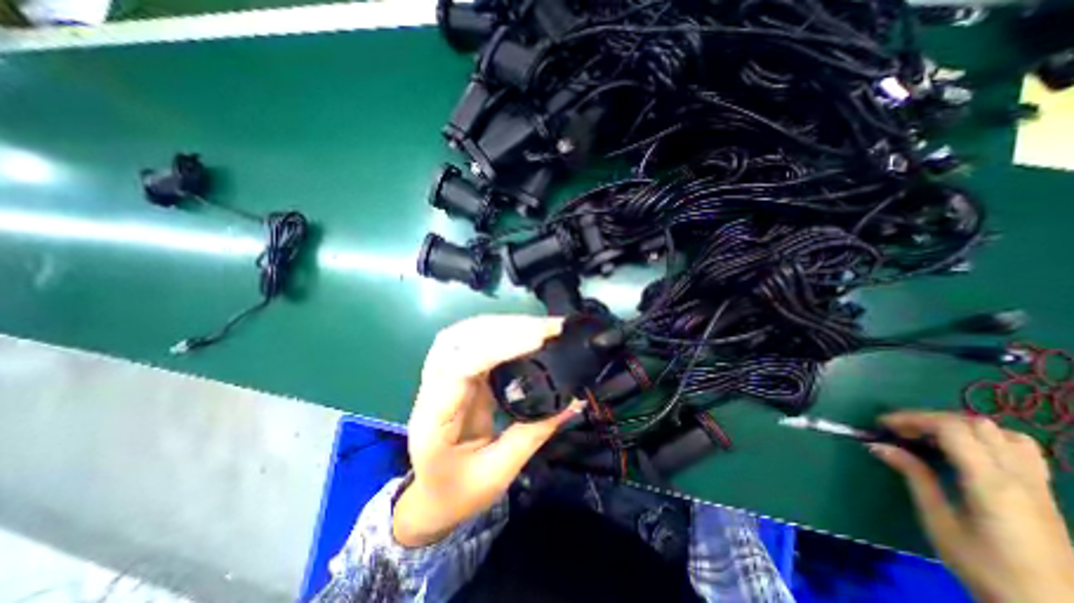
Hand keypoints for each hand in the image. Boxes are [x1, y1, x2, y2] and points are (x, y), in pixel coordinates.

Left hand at [393, 316, 582, 545]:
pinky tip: (524, 333)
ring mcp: (442, 377)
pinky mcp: (457, 374)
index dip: (498, 348)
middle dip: (505, 327)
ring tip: (540, 327)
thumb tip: (573, 400)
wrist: (432, 498)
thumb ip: (533, 434)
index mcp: (433, 419)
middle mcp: (432, 389)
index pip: (461, 368)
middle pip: (458, 339)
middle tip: (547, 329)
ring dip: (502, 325)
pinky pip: (474, 342)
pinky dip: (500, 332)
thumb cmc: (458, 493)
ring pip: (464, 334)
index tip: (538, 340)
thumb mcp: (497, 473)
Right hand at [871, 411, 1073, 600]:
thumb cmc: (986, 567)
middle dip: (930, 419)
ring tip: (931, 437)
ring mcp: (1037, 486)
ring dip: (960, 426)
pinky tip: (965, 451)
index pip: (951, 429)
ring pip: (1002, 433)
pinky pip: (1019, 449)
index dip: (912, 419)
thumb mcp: (939, 521)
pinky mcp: (1042, 493)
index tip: (882, 426)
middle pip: (975, 425)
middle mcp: (1020, 478)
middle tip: (901, 431)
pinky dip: (985, 438)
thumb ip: (914, 477)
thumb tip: (879, 445)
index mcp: (992, 484)